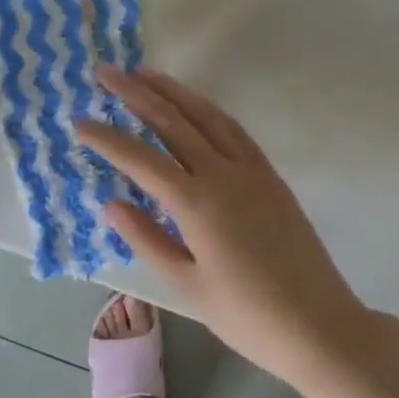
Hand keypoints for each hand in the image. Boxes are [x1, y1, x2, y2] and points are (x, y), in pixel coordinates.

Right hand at [76, 67, 367, 379]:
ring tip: (145, 73)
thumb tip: (111, 202)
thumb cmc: (247, 316)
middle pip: (172, 121)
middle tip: (107, 72)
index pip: (141, 159)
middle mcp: (222, 173)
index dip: (107, 138)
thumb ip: (147, 239)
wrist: (319, 324)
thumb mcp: (188, 286)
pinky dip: (208, 110)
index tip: (80, 121)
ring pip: (205, 115)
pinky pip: (233, 129)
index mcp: (196, 203)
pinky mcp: (268, 173)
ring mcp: (249, 168)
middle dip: (136, 94)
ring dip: (173, 91)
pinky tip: (195, 105)